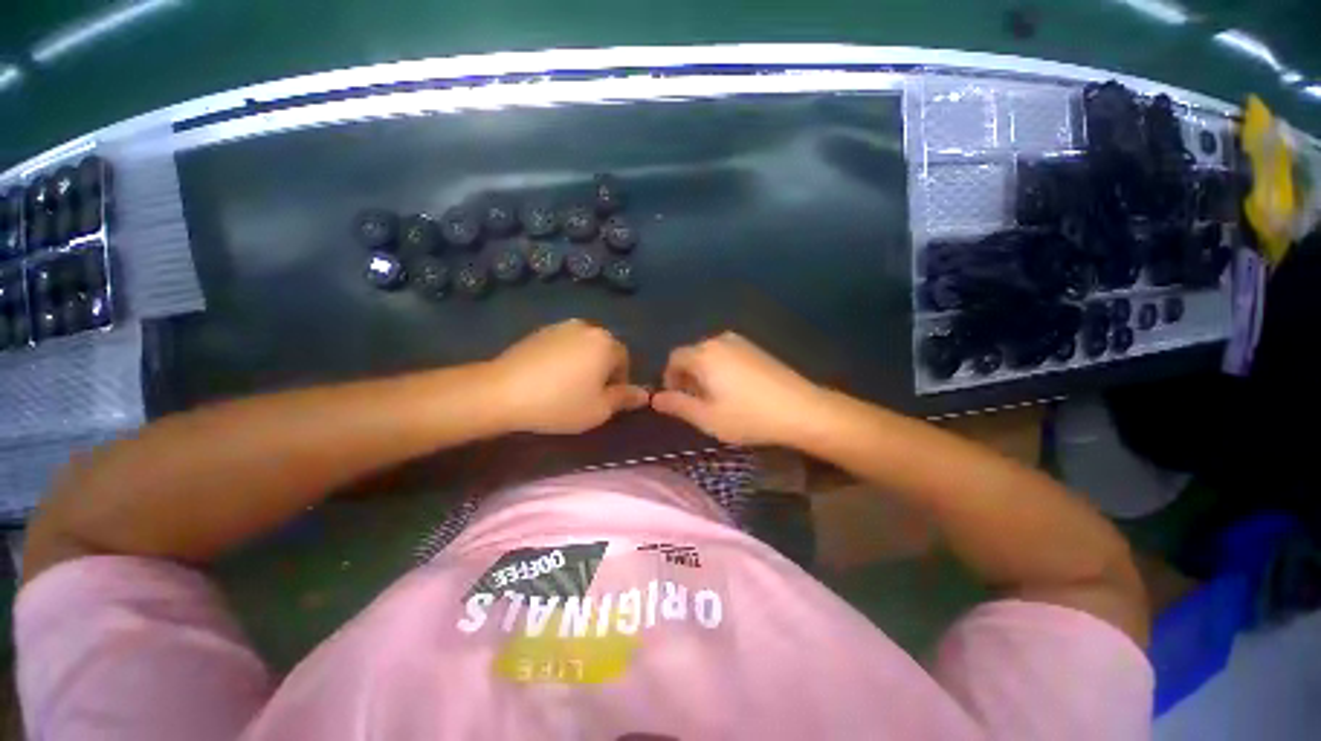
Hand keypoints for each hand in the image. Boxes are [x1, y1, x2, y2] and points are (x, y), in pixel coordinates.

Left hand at [486, 320, 648, 433]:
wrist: (502, 392)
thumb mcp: (599, 409)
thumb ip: (625, 399)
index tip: (606, 400)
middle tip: (588, 394)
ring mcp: (561, 326)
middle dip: (602, 370)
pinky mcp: (539, 331)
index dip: (619, 381)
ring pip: (583, 347)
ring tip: (568, 386)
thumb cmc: (560, 403)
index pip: (625, 359)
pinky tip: (549, 377)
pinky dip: (563, 359)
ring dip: (583, 363)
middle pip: (604, 350)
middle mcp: (588, 327)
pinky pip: (562, 345)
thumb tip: (645, 394)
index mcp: (606, 343)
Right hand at [651, 332, 824, 445]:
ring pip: (710, 354)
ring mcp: (741, 342)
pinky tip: (736, 390)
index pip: (674, 358)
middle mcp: (719, 340)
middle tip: (697, 402)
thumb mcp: (707, 417)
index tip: (678, 399)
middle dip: (687, 376)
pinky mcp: (756, 348)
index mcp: (703, 354)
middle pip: (692, 354)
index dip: (670, 378)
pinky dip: (721, 368)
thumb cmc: (748, 416)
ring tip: (716, 398)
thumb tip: (654, 398)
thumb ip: (677, 405)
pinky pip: (727, 354)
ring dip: (705, 373)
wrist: (801, 409)